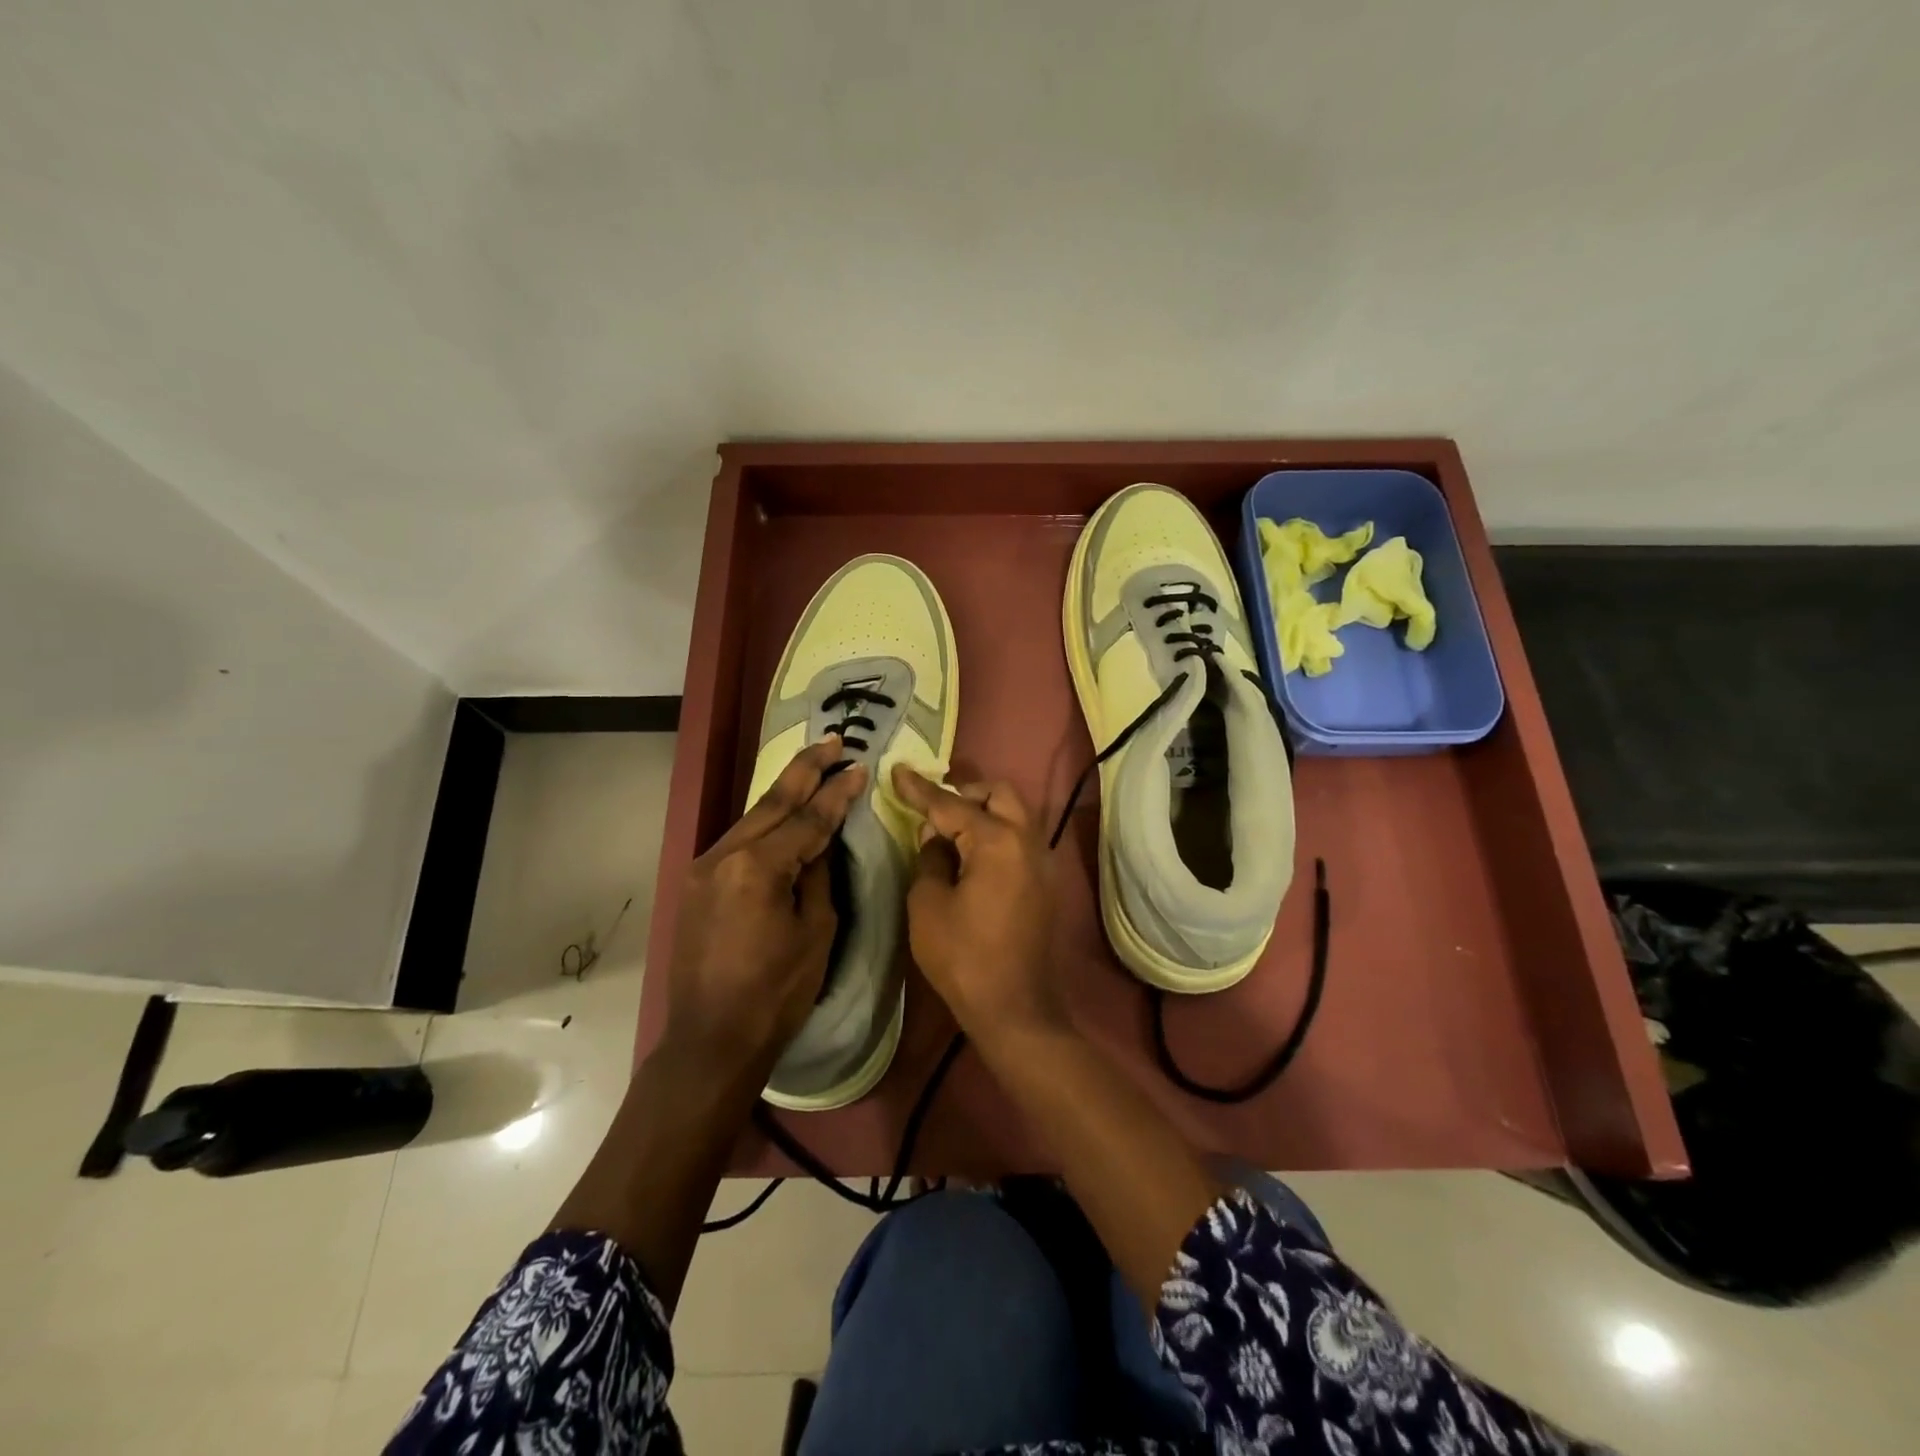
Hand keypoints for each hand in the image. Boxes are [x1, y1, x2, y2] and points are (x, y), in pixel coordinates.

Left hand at [663, 738, 865, 1077]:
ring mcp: (703, 868)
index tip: (860, 767)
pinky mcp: (695, 883)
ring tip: (813, 768)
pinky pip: (737, 842)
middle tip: (833, 742)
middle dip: (806, 771)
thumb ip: (818, 876)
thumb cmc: (776, 993)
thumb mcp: (816, 932)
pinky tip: (781, 813)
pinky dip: (764, 823)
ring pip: (751, 819)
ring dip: (784, 794)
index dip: (837, 794)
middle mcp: (723, 855)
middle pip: (772, 803)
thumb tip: (820, 841)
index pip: (807, 821)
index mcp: (757, 868)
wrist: (711, 1041)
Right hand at [892, 766, 1065, 1044]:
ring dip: (983, 811)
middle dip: (964, 792)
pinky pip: (1019, 839)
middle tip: (932, 808)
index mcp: (997, 841)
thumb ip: (930, 859)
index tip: (897, 770)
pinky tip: (969, 856)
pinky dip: (996, 833)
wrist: (1015, 1008)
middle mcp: (1027, 840)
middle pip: (999, 794)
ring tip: (948, 831)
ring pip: (1014, 814)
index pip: (951, 805)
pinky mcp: (1044, 882)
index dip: (920, 789)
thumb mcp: (928, 905)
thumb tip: (937, 838)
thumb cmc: (964, 957)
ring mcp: (1042, 861)